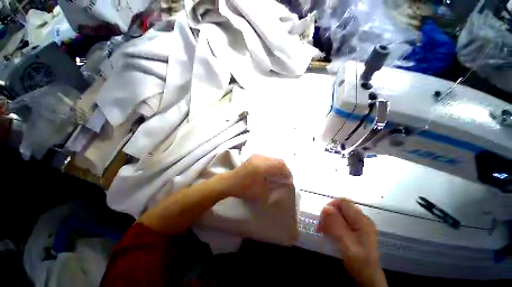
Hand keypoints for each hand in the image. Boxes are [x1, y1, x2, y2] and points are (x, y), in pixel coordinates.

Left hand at [229, 155, 293, 200]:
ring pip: (273, 159)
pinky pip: (268, 159)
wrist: (229, 182)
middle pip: (278, 160)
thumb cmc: (244, 189)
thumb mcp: (261, 193)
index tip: (290, 181)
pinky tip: (271, 172)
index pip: (280, 165)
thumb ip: (276, 188)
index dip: (288, 172)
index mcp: (262, 166)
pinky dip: (273, 165)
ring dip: (278, 167)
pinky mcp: (254, 156)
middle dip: (284, 170)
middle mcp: (260, 158)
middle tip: (285, 179)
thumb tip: (286, 184)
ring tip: (279, 176)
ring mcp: (257, 156)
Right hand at [318, 199, 386, 286]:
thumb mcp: (347, 244)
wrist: (368, 277)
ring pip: (339, 214)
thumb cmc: (359, 261)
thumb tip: (326, 208)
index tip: (322, 218)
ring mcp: (358, 224)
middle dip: (328, 215)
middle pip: (340, 208)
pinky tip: (327, 233)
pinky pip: (340, 221)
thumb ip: (337, 225)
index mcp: (361, 220)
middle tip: (320, 227)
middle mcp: (361, 219)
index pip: (343, 202)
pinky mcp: (355, 230)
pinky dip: (332, 225)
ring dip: (328, 220)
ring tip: (321, 231)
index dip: (331, 206)